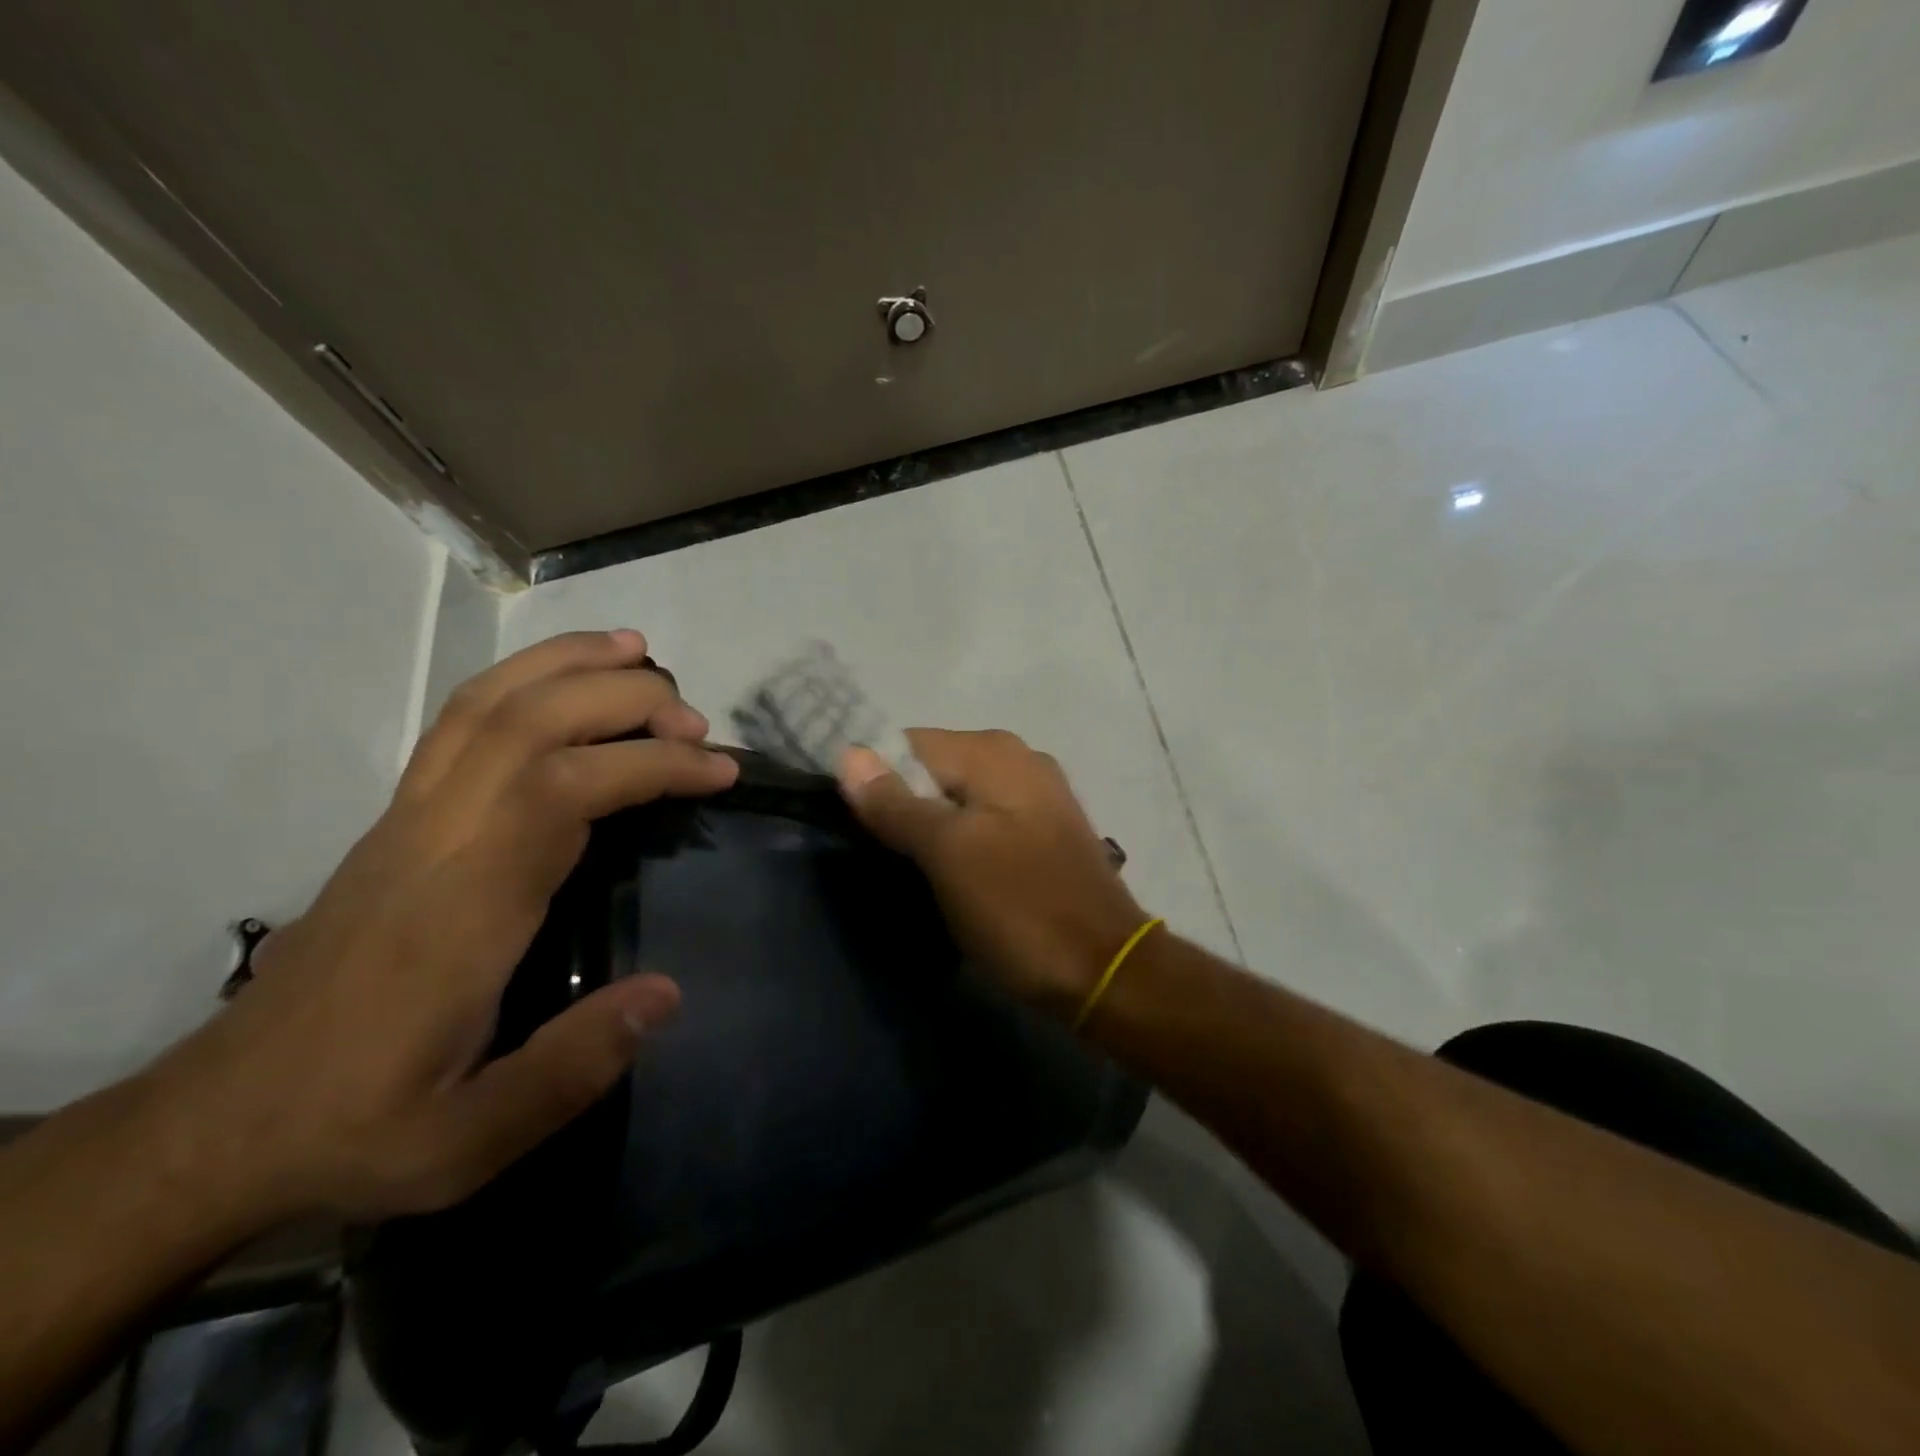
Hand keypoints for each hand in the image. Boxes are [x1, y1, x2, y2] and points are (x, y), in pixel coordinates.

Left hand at [150, 630, 737, 1223]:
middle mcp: (435, 840)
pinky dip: (522, 681)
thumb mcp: (467, 1141)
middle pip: (529, 723)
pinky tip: (566, 682)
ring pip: (486, 705)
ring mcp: (410, 819)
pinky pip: (460, 723)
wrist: (221, 1122)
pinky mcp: (401, 818)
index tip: (719, 771)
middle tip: (699, 723)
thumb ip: (570, 1068)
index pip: (564, 790)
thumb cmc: (358, 1125)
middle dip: (625, 701)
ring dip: (568, 667)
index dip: (650, 762)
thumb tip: (668, 992)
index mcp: (463, 907)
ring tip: (642, 655)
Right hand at [838, 729, 1148, 1016]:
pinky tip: (951, 876)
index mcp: (992, 752)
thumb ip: (896, 803)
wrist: (1104, 970)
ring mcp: (1035, 794)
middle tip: (880, 856)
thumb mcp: (948, 854)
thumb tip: (849, 754)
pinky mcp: (1043, 831)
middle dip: (900, 805)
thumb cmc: (1019, 908)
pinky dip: (959, 841)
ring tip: (908, 871)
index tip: (852, 828)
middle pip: (932, 770)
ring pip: (956, 798)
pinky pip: (983, 821)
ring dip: (928, 828)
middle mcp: (1017, 758)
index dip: (872, 780)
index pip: (906, 743)